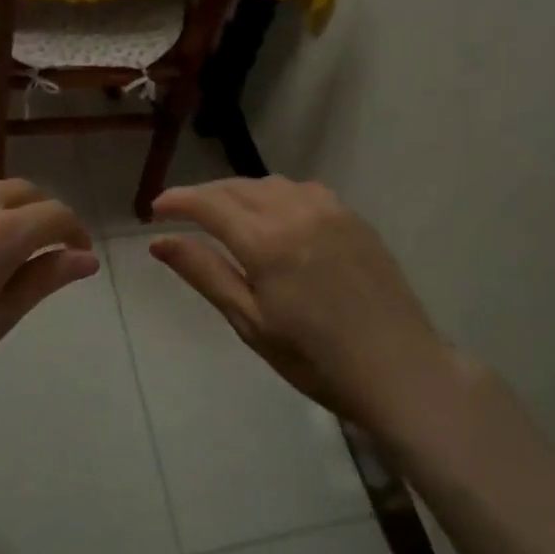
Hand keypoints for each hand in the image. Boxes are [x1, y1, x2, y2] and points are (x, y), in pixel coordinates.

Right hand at [149, 178, 447, 426]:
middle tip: (183, 214)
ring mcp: (330, 209)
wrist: (399, 369)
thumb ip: (204, 273)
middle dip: (205, 195)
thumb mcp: (250, 322)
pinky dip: (276, 196)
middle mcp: (296, 210)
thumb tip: (160, 240)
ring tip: (226, 215)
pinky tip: (275, 218)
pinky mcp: (353, 217)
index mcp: (266, 240)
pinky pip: (303, 191)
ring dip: (241, 192)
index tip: (155, 208)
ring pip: (271, 184)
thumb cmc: (315, 358)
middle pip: (238, 187)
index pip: (208, 203)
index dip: (177, 200)